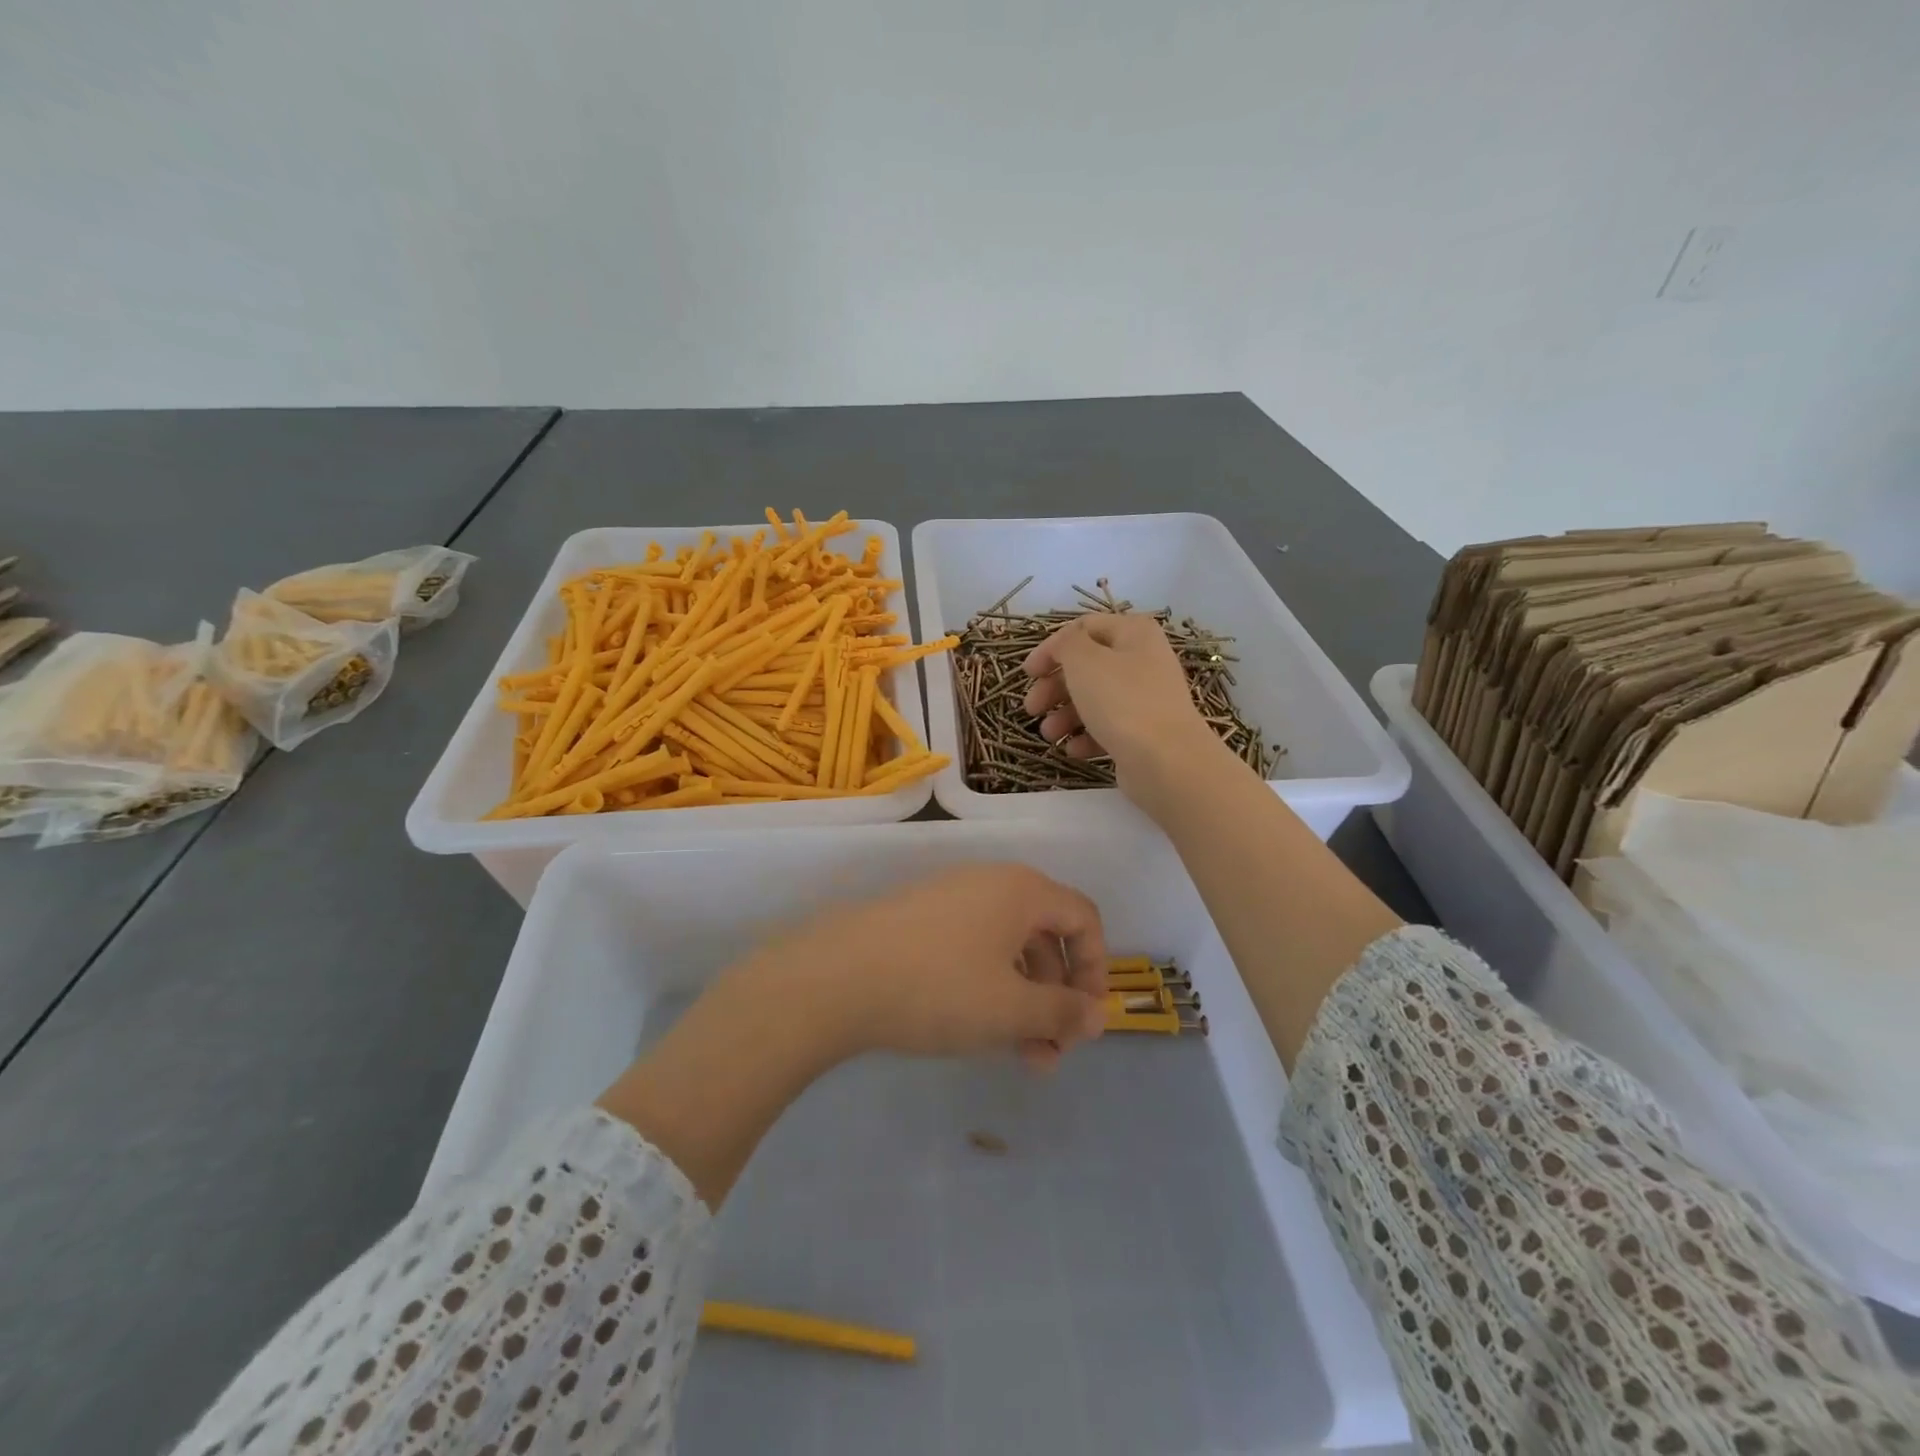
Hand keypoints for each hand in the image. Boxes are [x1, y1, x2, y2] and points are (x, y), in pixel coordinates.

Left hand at [754, 864, 1109, 1070]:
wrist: (837, 977)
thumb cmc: (940, 987)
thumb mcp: (1011, 1009)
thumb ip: (1063, 1013)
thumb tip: (1097, 1016)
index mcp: (1022, 890)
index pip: (1083, 918)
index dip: (1097, 968)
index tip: (1087, 1019)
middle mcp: (990, 883)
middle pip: (1046, 936)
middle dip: (1056, 997)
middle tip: (1052, 1053)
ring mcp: (950, 899)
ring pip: (1007, 950)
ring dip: (1024, 1002)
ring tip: (1021, 1057)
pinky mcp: (920, 920)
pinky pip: (973, 950)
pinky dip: (989, 989)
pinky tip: (978, 1031)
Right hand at [1021, 614, 1222, 799]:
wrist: (1167, 760)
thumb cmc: (1122, 701)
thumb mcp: (1084, 660)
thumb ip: (1066, 644)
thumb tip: (1063, 646)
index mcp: (1133, 633)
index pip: (1083, 628)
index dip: (1051, 648)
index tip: (1027, 673)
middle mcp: (1143, 661)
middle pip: (1087, 667)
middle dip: (1054, 687)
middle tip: (1031, 708)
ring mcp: (1146, 698)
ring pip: (1095, 700)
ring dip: (1065, 715)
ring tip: (1049, 735)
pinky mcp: (1145, 732)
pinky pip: (1108, 728)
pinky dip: (1086, 736)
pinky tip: (1073, 750)